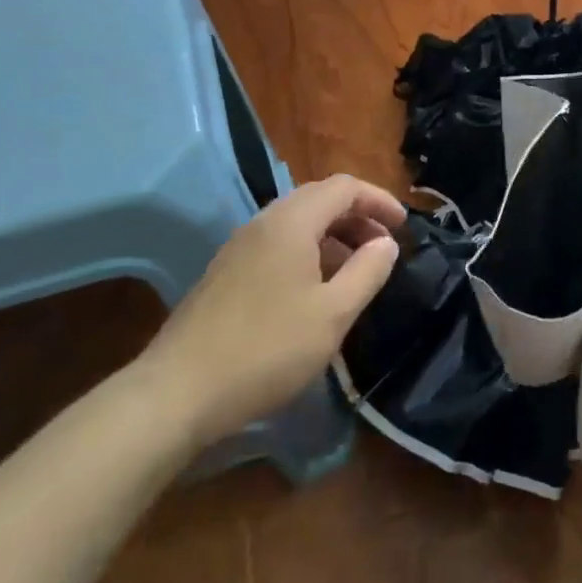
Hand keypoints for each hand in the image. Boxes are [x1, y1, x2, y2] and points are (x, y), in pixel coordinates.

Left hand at [138, 175, 405, 449]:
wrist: (177, 394)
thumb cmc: (267, 349)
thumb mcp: (334, 313)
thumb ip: (368, 271)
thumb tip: (386, 243)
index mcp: (291, 223)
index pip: (343, 187)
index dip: (379, 200)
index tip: (404, 226)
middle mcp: (262, 224)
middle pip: (319, 199)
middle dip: (358, 216)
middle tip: (384, 246)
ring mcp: (238, 249)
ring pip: (296, 223)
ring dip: (333, 235)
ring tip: (356, 269)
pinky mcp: (225, 275)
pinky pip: (277, 245)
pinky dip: (308, 252)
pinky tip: (316, 290)